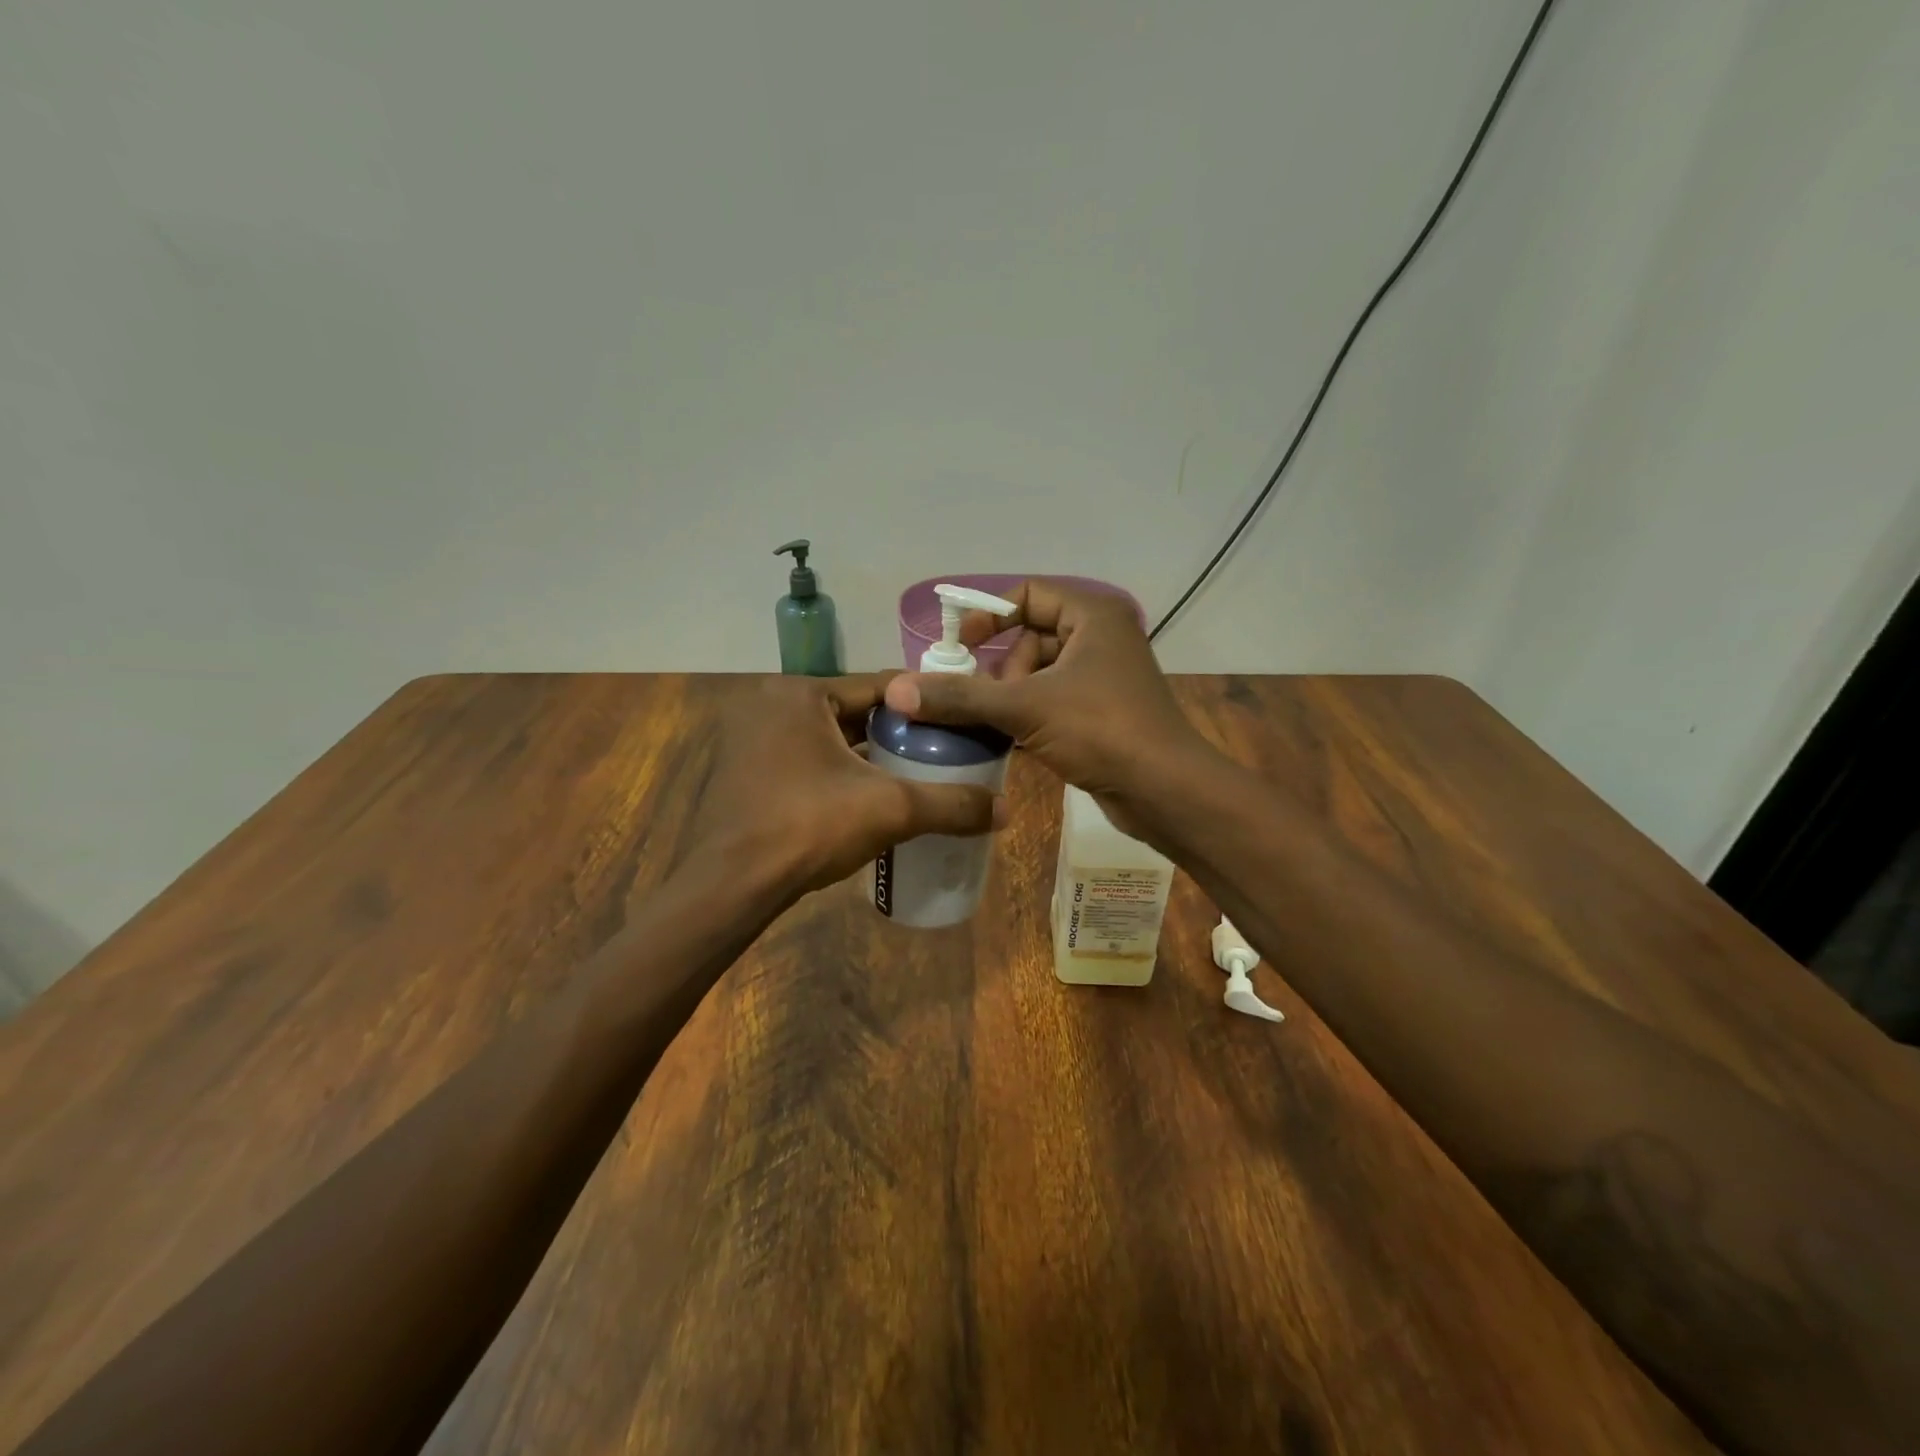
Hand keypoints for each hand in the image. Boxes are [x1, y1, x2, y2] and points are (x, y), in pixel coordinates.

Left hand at [689, 675, 1005, 899]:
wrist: (729, 887)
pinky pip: (806, 761)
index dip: (924, 704)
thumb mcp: (889, 809)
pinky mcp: (745, 774)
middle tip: (943, 750)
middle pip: (853, 712)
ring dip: (868, 755)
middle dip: (897, 733)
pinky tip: (870, 796)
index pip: (880, 687)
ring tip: (916, 773)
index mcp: (799, 693)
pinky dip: (838, 773)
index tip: (960, 719)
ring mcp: (751, 740)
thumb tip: (1007, 810)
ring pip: (829, 739)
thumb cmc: (807, 826)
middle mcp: (770, 705)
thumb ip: (950, 804)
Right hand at [881, 580, 1224, 843]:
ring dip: (1011, 697)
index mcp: (1093, 614)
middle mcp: (1101, 636)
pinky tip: (1013, 741)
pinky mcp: (1102, 711)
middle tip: (990, 702)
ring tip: (1002, 727)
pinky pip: (1052, 700)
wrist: (1165, 790)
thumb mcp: (1025, 708)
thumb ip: (961, 697)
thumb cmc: (1101, 730)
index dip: (989, 615)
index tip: (960, 648)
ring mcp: (1104, 676)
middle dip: (1002, 670)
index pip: (1028, 593)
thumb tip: (899, 690)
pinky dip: (1029, 715)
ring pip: (1039, 673)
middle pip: (1030, 636)